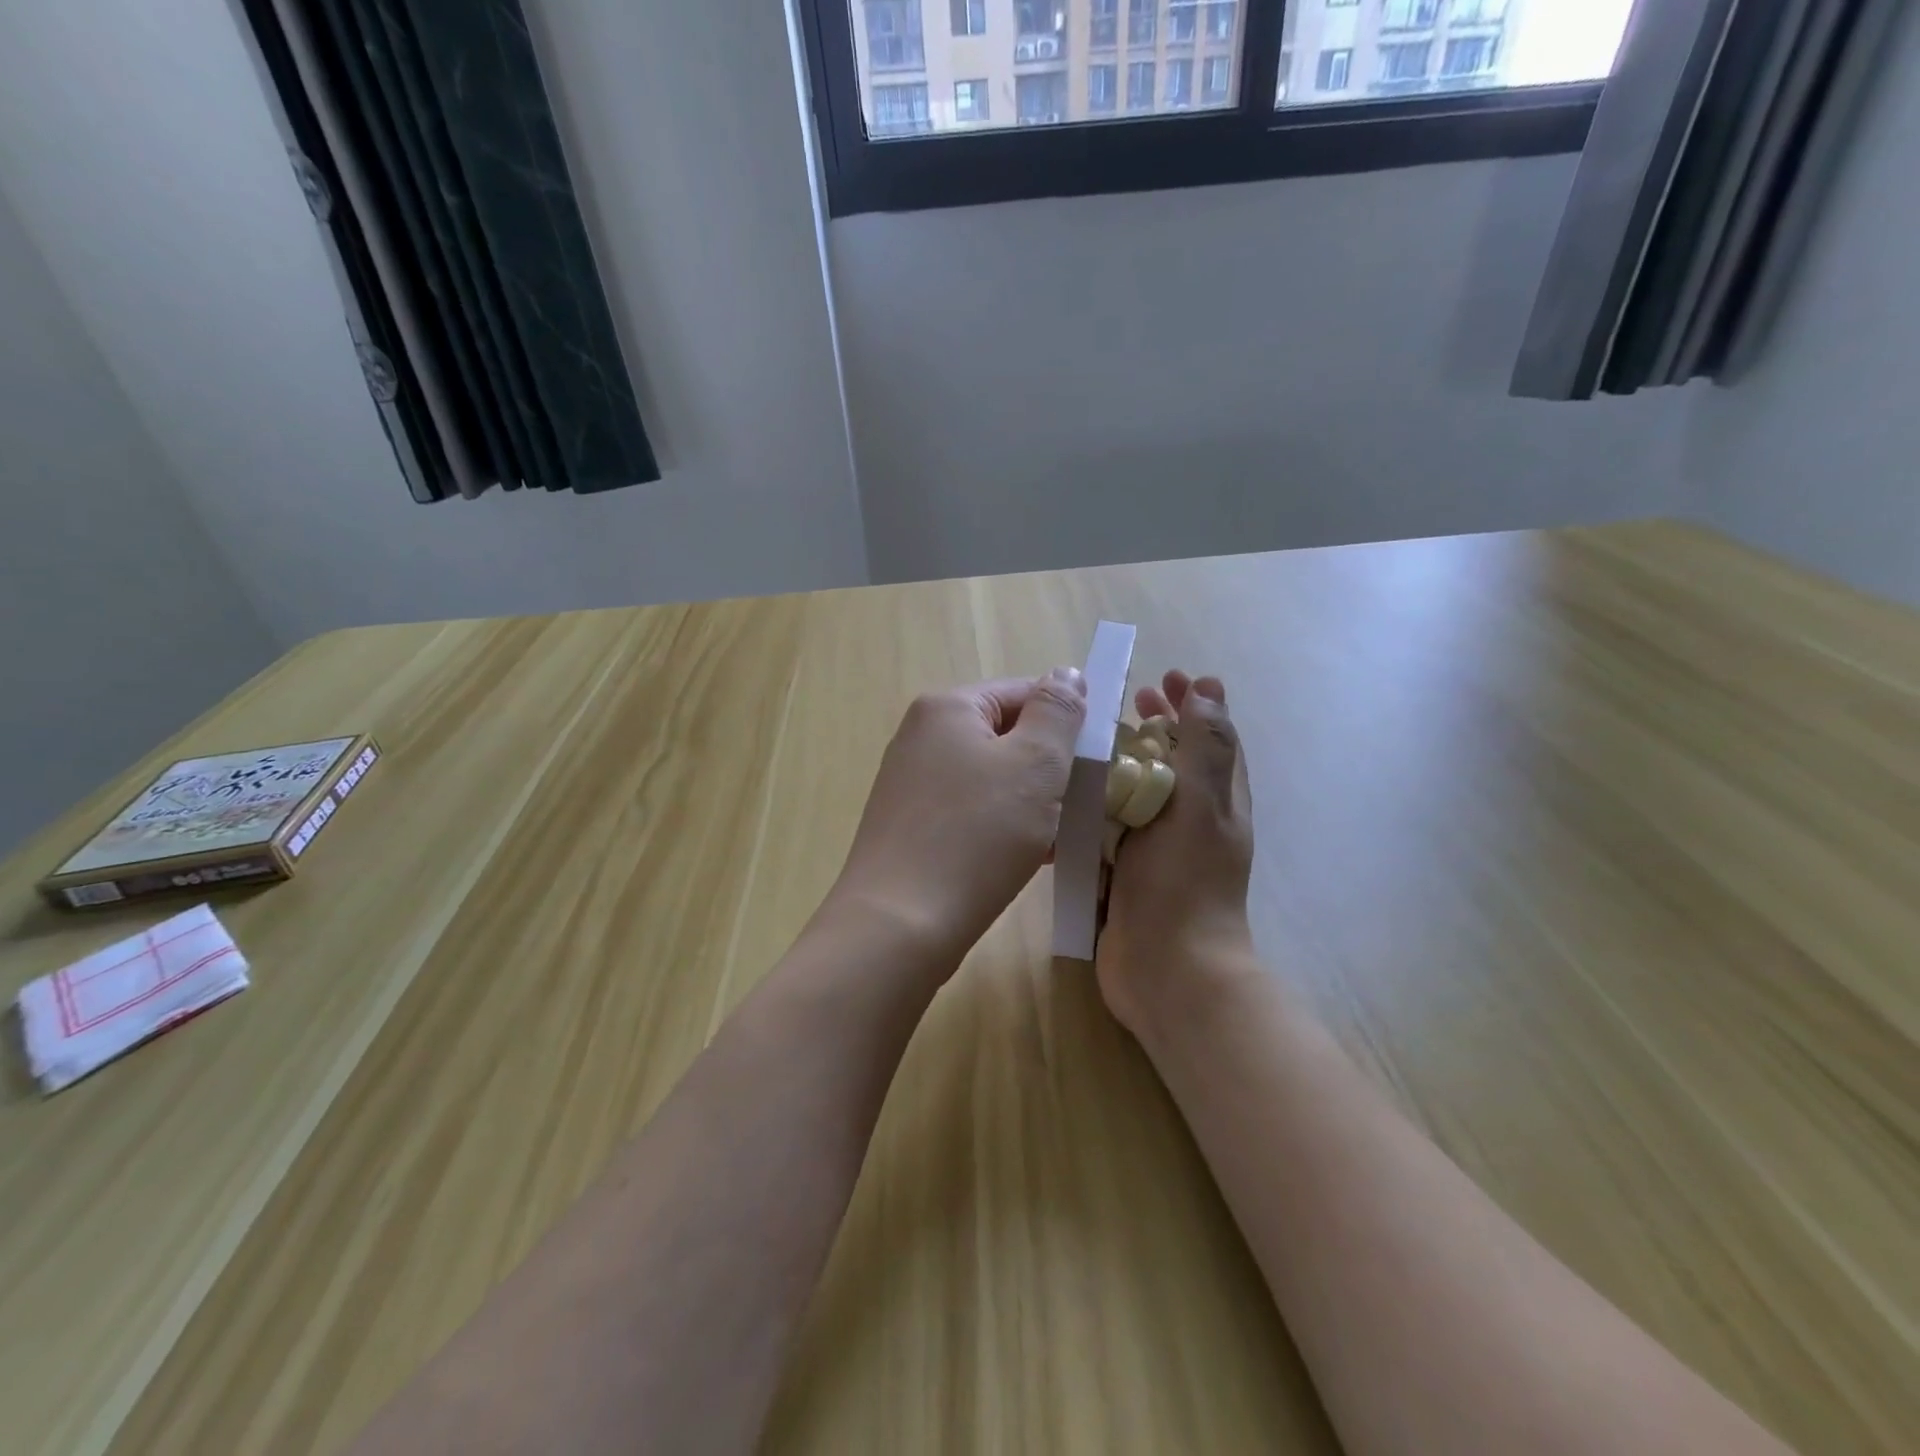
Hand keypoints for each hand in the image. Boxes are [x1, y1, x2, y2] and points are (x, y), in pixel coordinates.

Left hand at [833, 670, 1088, 963]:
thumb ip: (1057, 712)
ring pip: (992, 778)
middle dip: (1051, 766)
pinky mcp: (911, 827)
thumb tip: (1066, 674)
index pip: (1024, 692)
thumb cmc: (977, 834)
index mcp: (948, 707)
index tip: (1100, 761)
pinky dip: (1004, 826)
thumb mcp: (1035, 763)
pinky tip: (1031, 856)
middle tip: (1085, 802)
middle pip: (1007, 736)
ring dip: (1032, 800)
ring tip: (1063, 834)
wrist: (900, 925)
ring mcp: (912, 783)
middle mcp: (922, 736)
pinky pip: (972, 811)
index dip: (1068, 721)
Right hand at [1098, 671, 1256, 1035]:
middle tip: (1128, 700)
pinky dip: (1094, 803)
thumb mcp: (1201, 807)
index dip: (1194, 704)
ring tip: (1089, 739)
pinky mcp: (1124, 871)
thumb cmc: (1186, 884)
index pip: (1212, 738)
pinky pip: (1109, 826)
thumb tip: (1210, 688)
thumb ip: (1204, 748)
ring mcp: (1156, 848)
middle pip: (1174, 760)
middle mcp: (1190, 821)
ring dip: (1119, 762)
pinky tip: (1066, 793)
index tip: (1167, 676)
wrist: (1167, 971)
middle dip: (1156, 726)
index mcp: (1218, 802)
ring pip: (1137, 791)